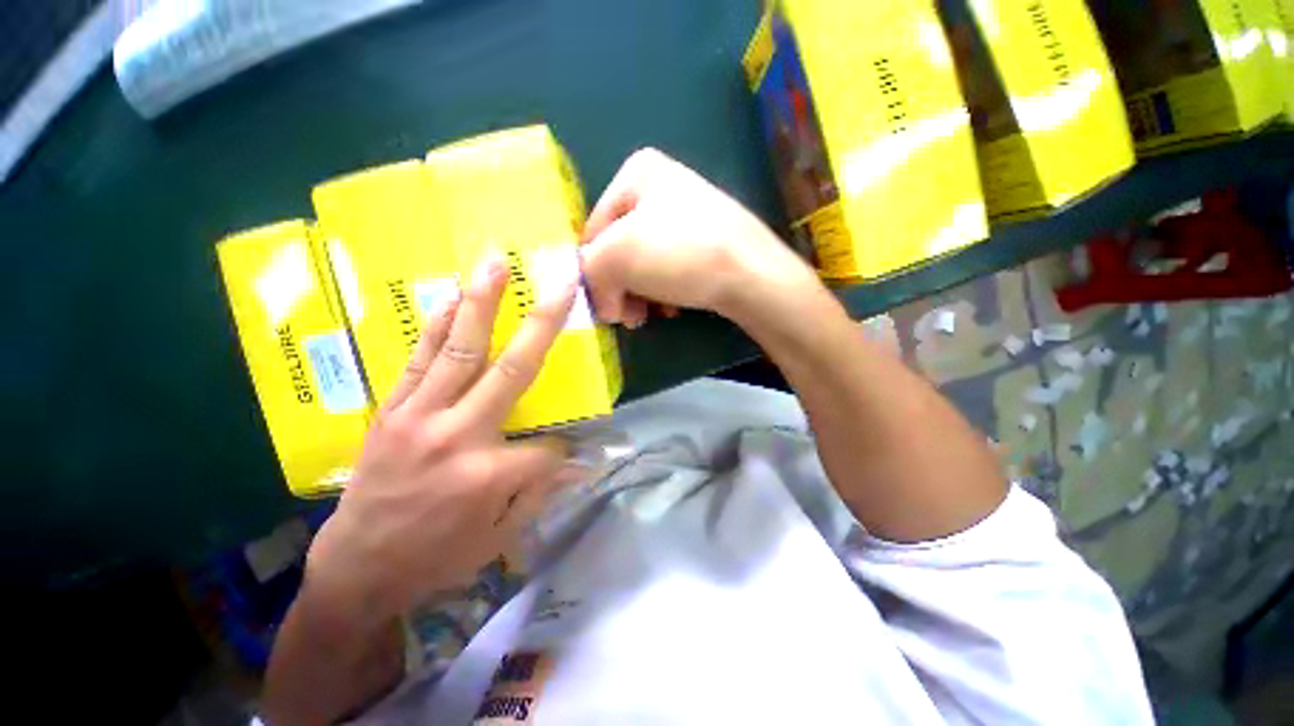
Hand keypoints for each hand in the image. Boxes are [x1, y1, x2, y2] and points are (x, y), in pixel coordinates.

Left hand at [306, 253, 582, 616]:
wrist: (358, 567)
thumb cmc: (435, 557)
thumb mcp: (499, 537)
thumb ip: (540, 491)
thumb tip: (575, 460)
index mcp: (490, 474)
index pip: (548, 448)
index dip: (563, 453)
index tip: (564, 460)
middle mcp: (459, 435)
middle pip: (513, 370)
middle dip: (543, 323)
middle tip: (559, 283)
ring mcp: (421, 416)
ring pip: (460, 350)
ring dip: (481, 303)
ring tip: (495, 263)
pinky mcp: (392, 410)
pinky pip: (419, 359)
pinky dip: (436, 326)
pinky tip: (450, 297)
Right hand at [580, 148, 817, 327]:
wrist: (751, 275)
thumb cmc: (679, 255)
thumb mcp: (615, 258)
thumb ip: (589, 275)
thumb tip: (602, 303)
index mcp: (637, 173)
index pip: (594, 230)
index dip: (592, 272)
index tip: (602, 307)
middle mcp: (663, 187)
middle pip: (620, 248)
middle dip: (619, 288)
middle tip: (627, 317)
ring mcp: (688, 215)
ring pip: (644, 263)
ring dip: (639, 295)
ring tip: (647, 316)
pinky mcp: (706, 242)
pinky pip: (669, 268)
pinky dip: (663, 291)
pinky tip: (671, 308)